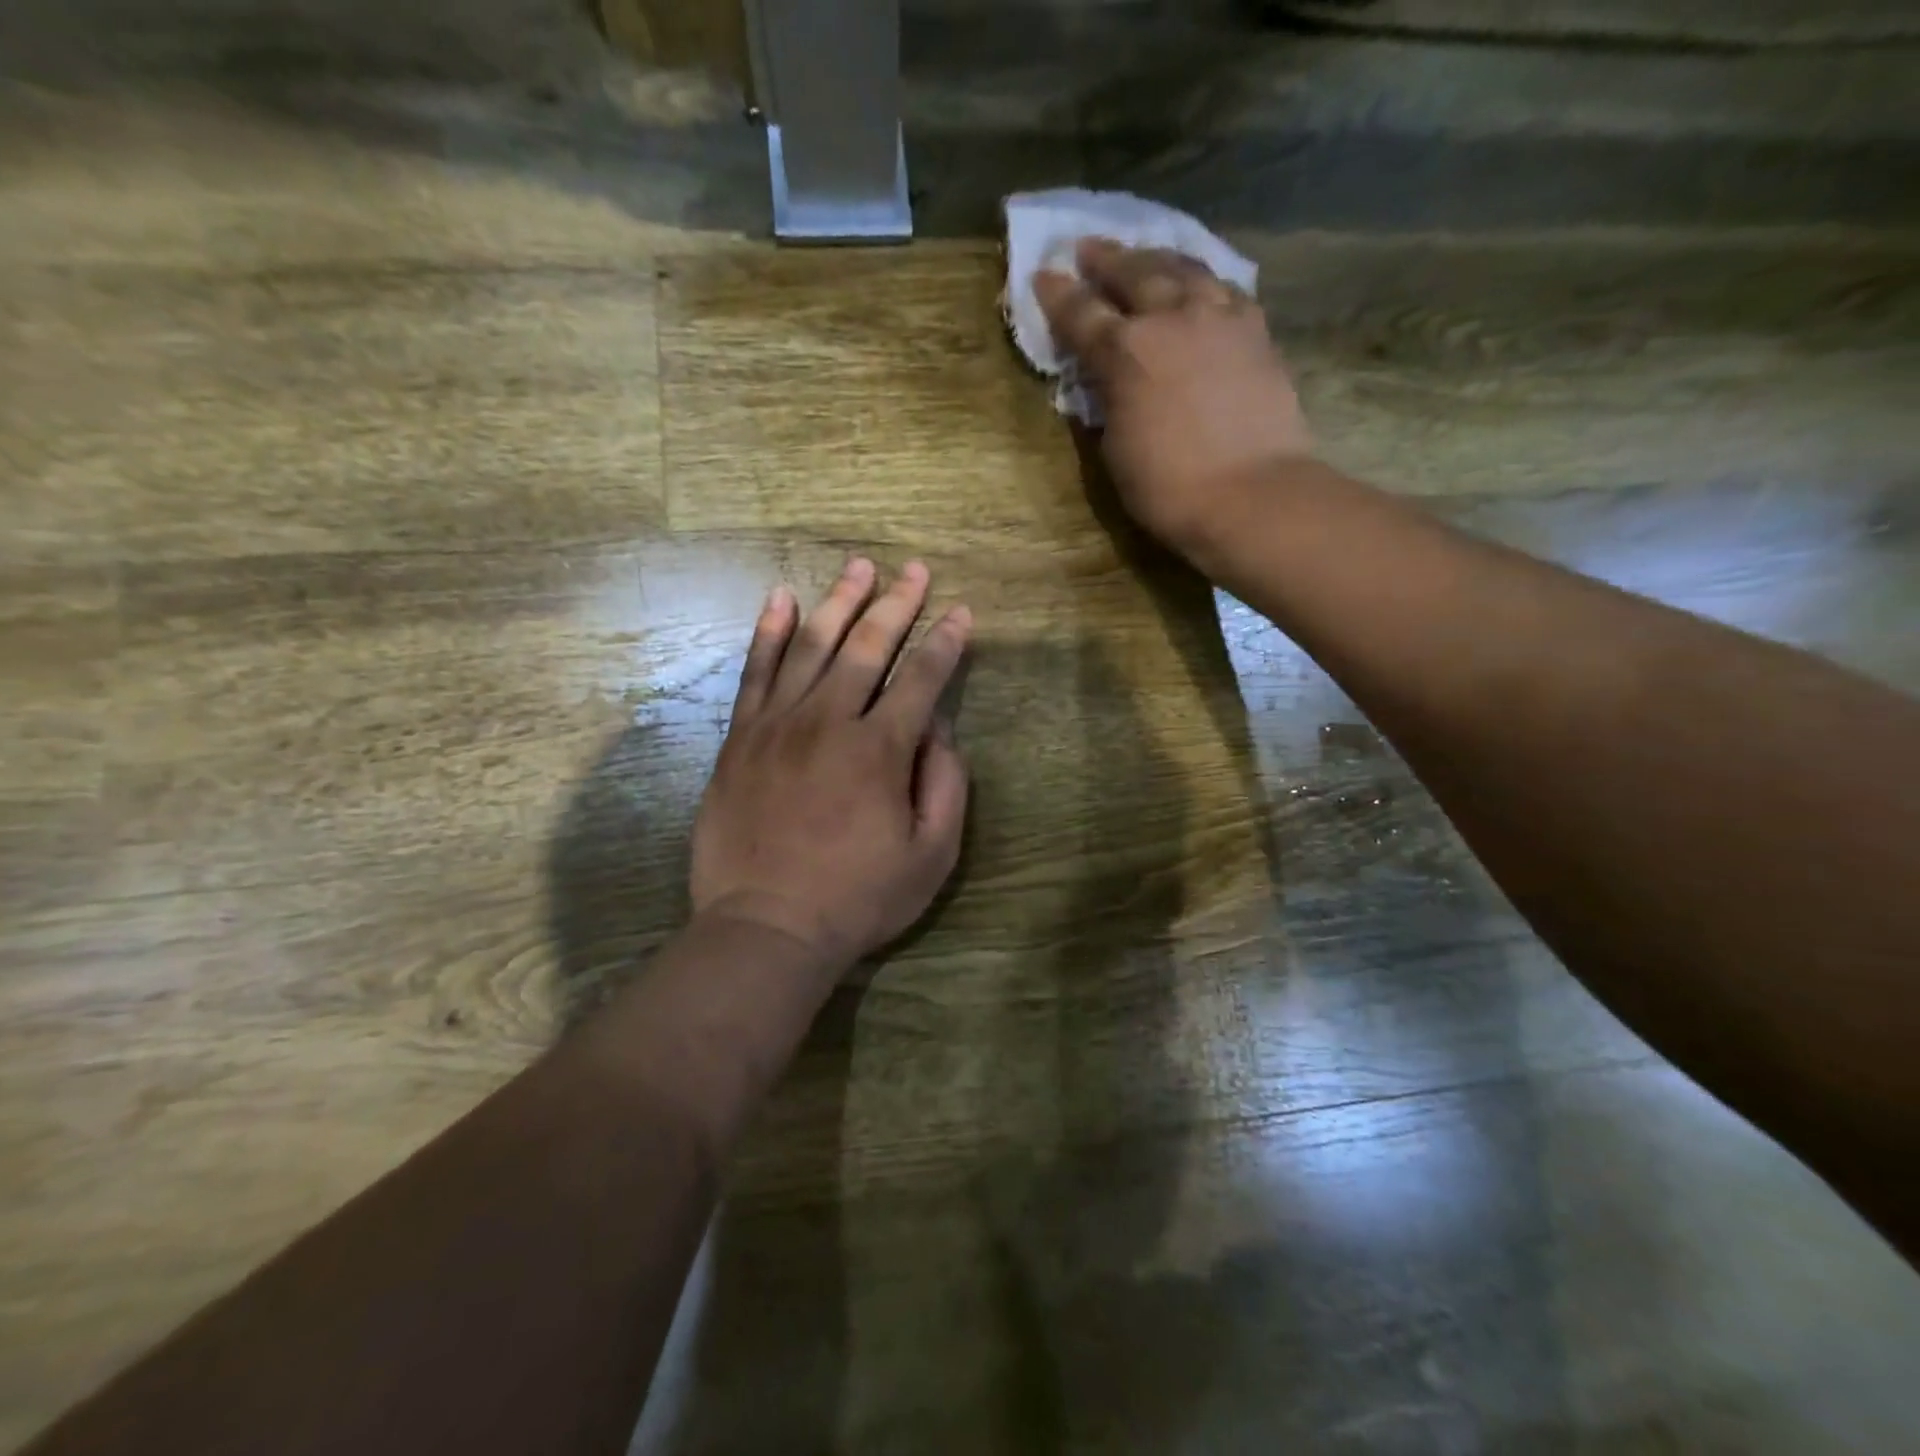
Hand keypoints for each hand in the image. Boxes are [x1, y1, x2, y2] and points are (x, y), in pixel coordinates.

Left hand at [690, 557, 971, 972]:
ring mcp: (778, 725)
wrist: (766, 927)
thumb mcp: (931, 854)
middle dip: (897, 604)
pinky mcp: (741, 738)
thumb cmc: (858, 898)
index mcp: (881, 749)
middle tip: (913, 570)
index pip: (922, 678)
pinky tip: (781, 598)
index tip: (961, 612)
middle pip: (868, 646)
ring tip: (859, 567)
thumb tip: (938, 728)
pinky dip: (769, 631)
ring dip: (840, 602)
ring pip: (812, 645)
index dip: (946, 642)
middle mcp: (829, 721)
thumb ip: (946, 783)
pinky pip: (755, 671)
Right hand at [1035, 239, 1313, 556]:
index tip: (1043, 275)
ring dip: (1157, 258)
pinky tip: (1199, 282)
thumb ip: (1107, 405)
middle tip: (1088, 248)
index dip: (1058, 295)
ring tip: (1144, 253)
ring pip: (1184, 269)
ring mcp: (1220, 318)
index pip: (1081, 314)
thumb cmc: (1170, 488)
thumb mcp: (1116, 452)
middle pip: (1134, 273)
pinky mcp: (1256, 331)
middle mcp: (1171, 318)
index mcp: (1125, 352)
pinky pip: (1223, 287)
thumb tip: (1104, 386)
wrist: (1253, 496)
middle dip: (1106, 260)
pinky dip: (1202, 279)